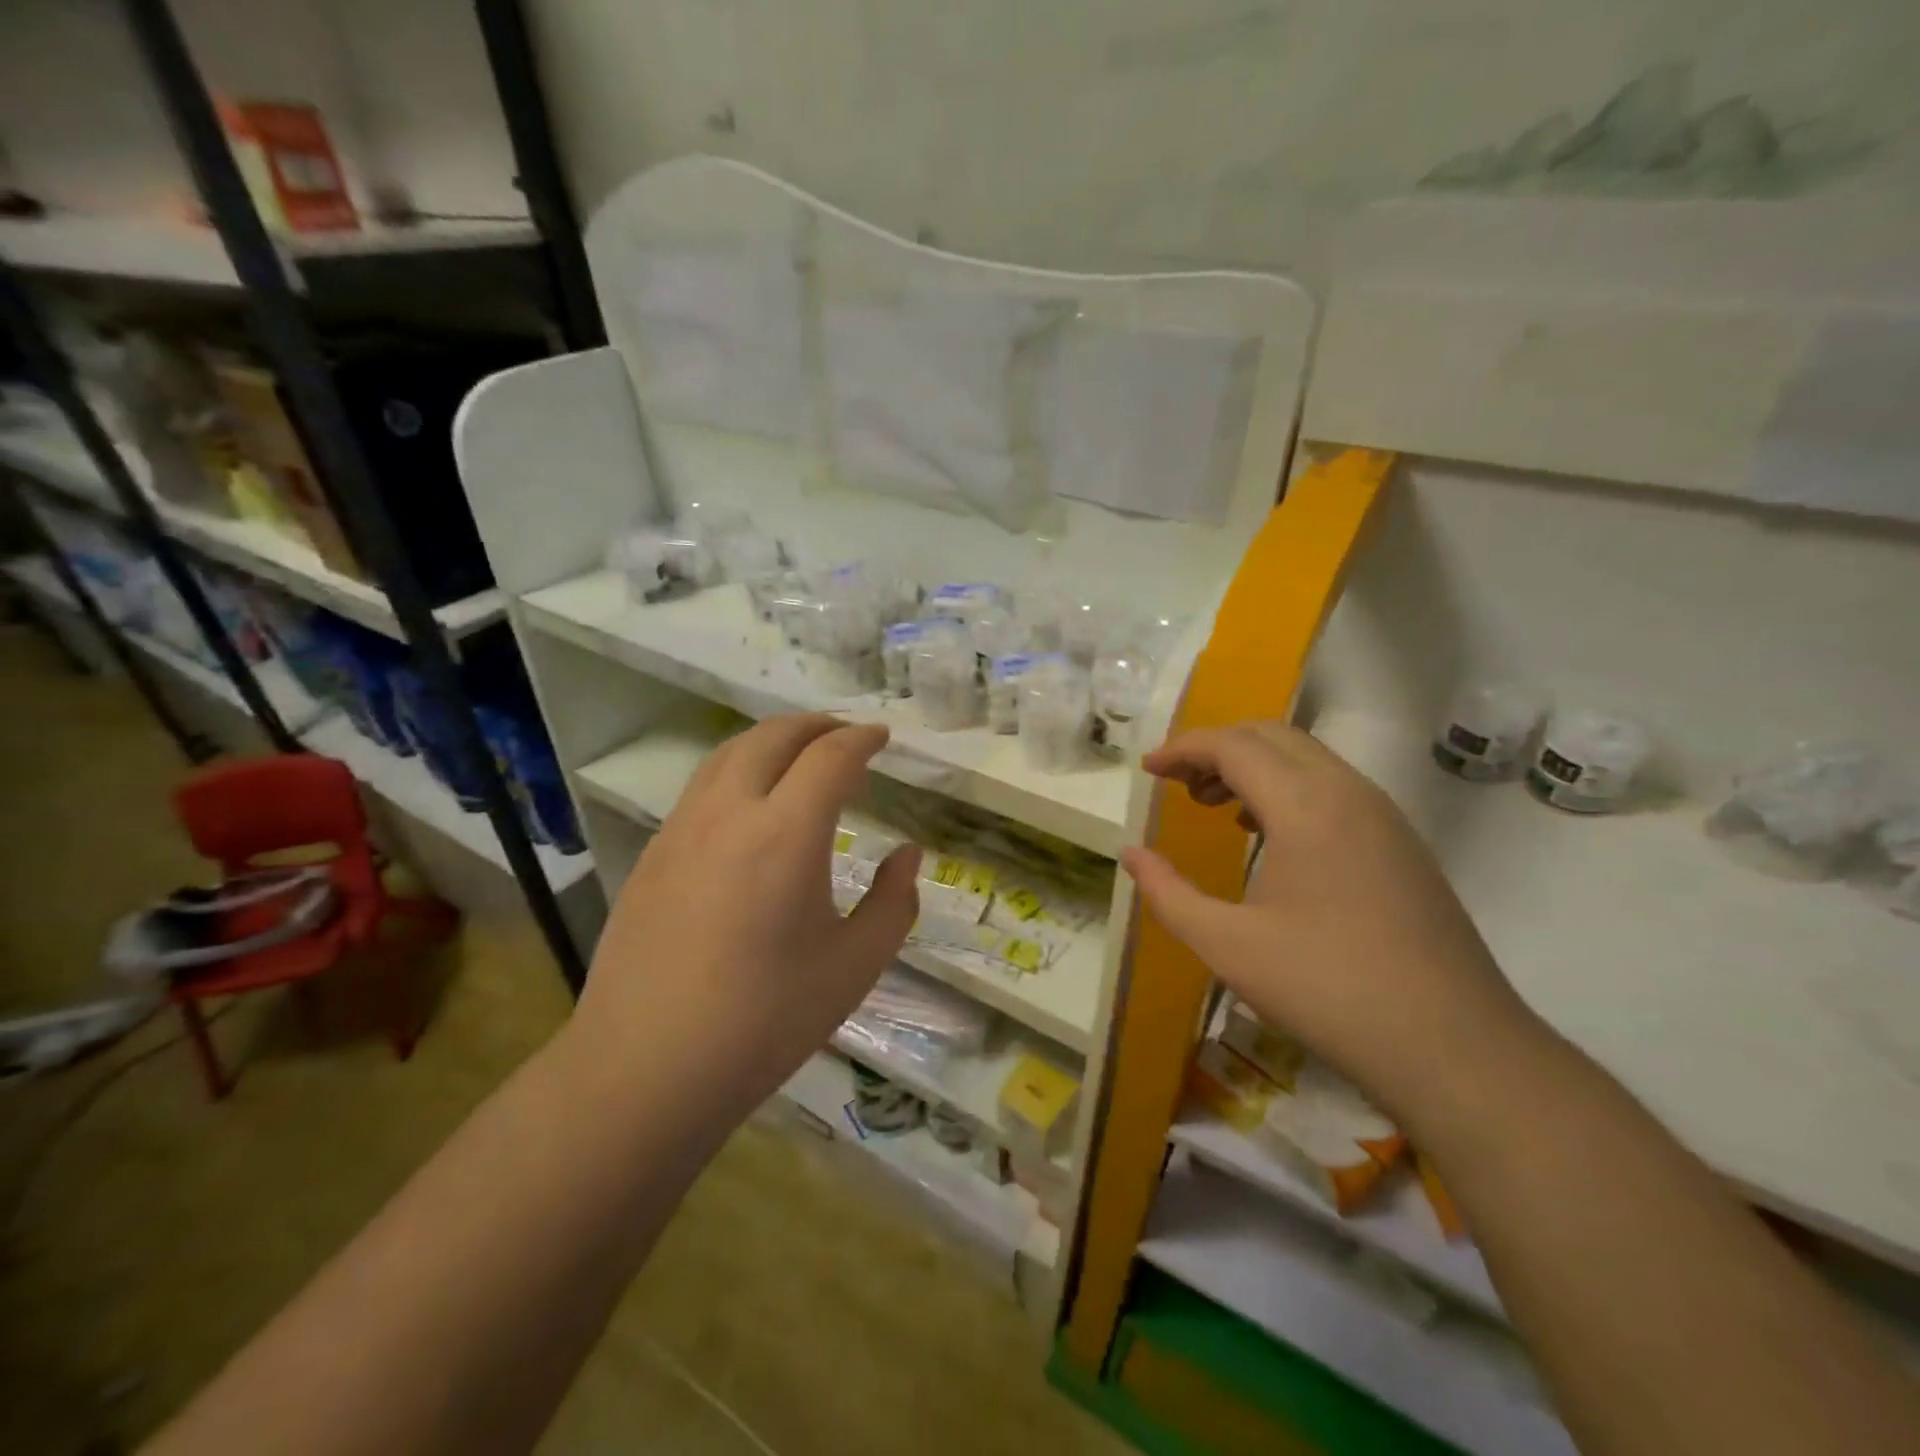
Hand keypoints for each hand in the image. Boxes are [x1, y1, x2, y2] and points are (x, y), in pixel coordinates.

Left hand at [572, 715, 920, 1113]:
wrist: (645, 1069)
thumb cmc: (765, 1020)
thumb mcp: (854, 966)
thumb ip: (893, 902)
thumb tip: (908, 856)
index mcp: (786, 834)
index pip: (830, 757)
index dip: (862, 739)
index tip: (882, 737)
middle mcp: (729, 813)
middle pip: (773, 737)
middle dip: (816, 726)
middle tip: (847, 735)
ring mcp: (681, 829)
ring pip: (729, 754)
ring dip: (772, 740)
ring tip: (800, 756)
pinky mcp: (652, 854)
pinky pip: (703, 787)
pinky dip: (738, 770)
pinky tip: (751, 806)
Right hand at [1122, 722, 1543, 1127]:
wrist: (1456, 1048)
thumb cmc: (1328, 990)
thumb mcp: (1228, 946)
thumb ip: (1168, 893)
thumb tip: (1131, 854)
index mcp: (1307, 807)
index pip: (1234, 746)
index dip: (1183, 749)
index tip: (1148, 771)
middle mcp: (1350, 793)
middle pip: (1272, 736)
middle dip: (1217, 748)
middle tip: (1178, 785)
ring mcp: (1385, 817)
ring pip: (1308, 758)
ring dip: (1255, 766)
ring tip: (1216, 807)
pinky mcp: (1402, 844)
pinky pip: (1334, 788)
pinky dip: (1289, 789)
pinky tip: (1270, 836)